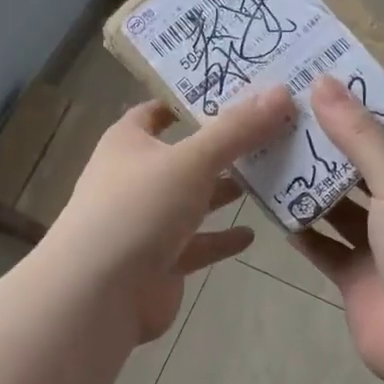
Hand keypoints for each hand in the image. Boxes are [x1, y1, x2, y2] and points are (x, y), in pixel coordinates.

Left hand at [44, 85, 294, 342]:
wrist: (101, 293)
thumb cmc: (139, 208)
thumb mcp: (193, 160)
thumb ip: (237, 130)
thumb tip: (282, 91)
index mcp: (129, 143)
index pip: (157, 110)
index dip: (190, 99)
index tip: (234, 90)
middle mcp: (135, 178)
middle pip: (184, 155)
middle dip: (223, 147)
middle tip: (272, 131)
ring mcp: (147, 222)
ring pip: (193, 200)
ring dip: (225, 191)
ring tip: (271, 177)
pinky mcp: (161, 261)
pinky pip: (197, 244)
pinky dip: (221, 238)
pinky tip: (252, 233)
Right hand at [291, 76, 383, 383]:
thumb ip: (359, 136)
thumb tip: (323, 82)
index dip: (361, 109)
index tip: (317, 84)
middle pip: (362, 169)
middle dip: (327, 148)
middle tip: (279, 116)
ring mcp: (382, 246)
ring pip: (339, 208)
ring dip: (309, 187)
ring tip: (266, 153)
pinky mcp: (356, 277)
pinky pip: (323, 245)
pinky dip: (300, 229)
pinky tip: (268, 207)